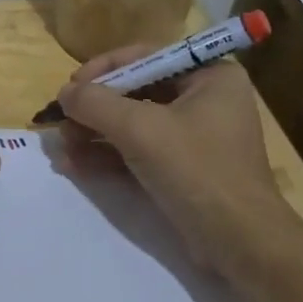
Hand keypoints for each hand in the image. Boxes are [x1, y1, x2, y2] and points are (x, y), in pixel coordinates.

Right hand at [56, 48, 288, 278]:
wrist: (241, 244)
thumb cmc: (197, 170)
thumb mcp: (141, 130)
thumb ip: (96, 103)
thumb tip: (64, 93)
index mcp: (209, 76)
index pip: (146, 57)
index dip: (104, 69)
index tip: (71, 87)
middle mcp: (204, 99)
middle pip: (136, 91)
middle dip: (95, 108)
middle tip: (61, 121)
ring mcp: (194, 136)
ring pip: (133, 124)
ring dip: (95, 134)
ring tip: (62, 147)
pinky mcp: (183, 168)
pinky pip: (139, 151)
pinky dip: (108, 156)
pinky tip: (73, 165)